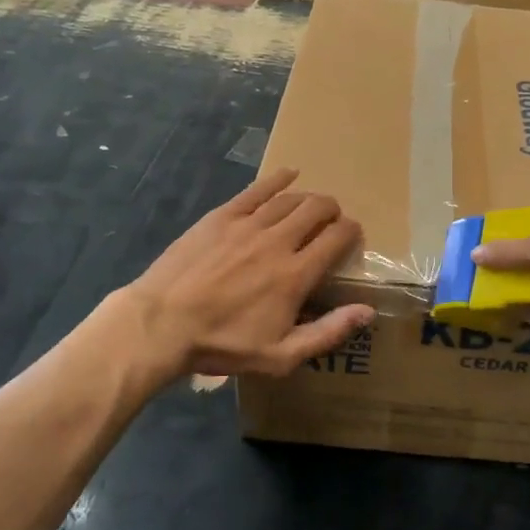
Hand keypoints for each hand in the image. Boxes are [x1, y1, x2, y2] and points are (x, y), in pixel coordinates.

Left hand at [125, 168, 374, 380]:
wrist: (161, 324)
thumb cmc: (222, 344)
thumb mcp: (280, 355)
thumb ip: (328, 332)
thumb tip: (368, 311)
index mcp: (296, 274)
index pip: (337, 238)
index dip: (351, 231)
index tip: (352, 235)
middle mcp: (278, 241)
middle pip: (317, 208)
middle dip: (333, 210)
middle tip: (332, 221)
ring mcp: (248, 224)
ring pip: (290, 198)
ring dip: (308, 198)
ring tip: (311, 205)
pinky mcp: (222, 216)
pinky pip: (256, 190)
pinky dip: (277, 179)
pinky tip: (288, 174)